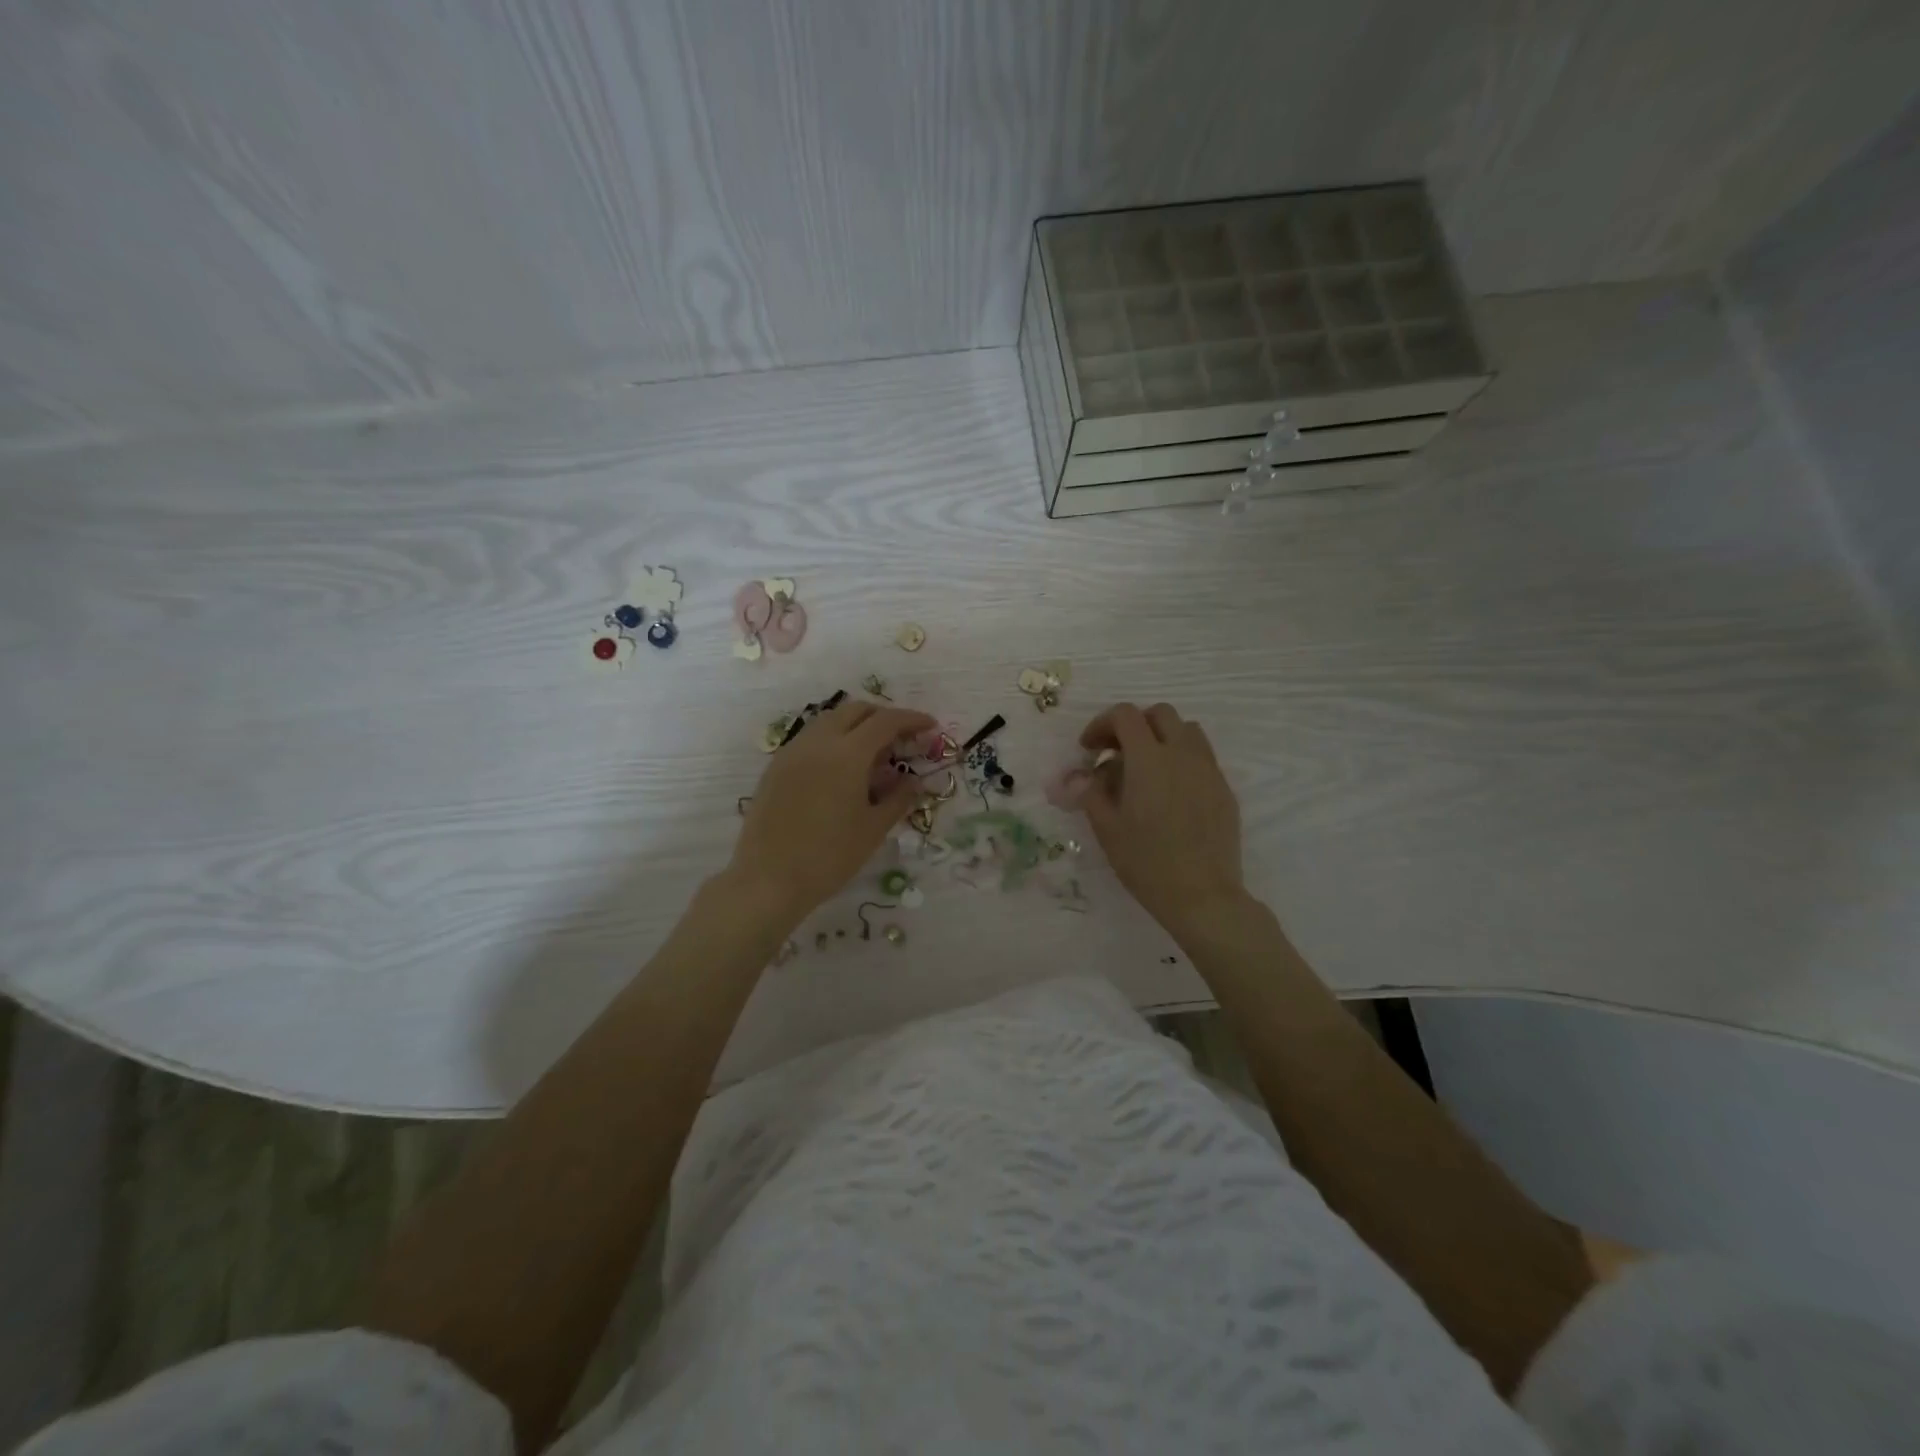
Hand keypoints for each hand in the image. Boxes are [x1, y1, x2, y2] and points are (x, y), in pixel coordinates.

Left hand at [727, 699, 936, 921]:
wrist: (768, 879)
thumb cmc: (829, 857)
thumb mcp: (873, 829)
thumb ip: (898, 798)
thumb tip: (913, 781)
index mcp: (847, 754)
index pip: (886, 721)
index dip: (912, 719)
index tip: (930, 726)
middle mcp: (818, 742)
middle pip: (856, 710)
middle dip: (883, 716)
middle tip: (902, 738)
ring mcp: (793, 751)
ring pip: (830, 720)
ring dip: (856, 725)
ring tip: (872, 755)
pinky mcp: (776, 766)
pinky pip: (811, 738)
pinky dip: (833, 740)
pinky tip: (841, 769)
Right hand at [1076, 702, 1245, 936]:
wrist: (1202, 895)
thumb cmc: (1146, 862)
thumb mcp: (1106, 828)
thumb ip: (1091, 791)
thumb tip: (1080, 775)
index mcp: (1149, 759)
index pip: (1125, 716)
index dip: (1101, 724)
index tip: (1089, 749)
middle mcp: (1182, 754)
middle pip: (1160, 714)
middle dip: (1133, 725)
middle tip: (1116, 753)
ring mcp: (1208, 770)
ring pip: (1187, 731)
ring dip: (1162, 738)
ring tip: (1146, 768)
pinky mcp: (1224, 789)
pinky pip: (1202, 758)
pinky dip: (1181, 760)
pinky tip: (1170, 793)